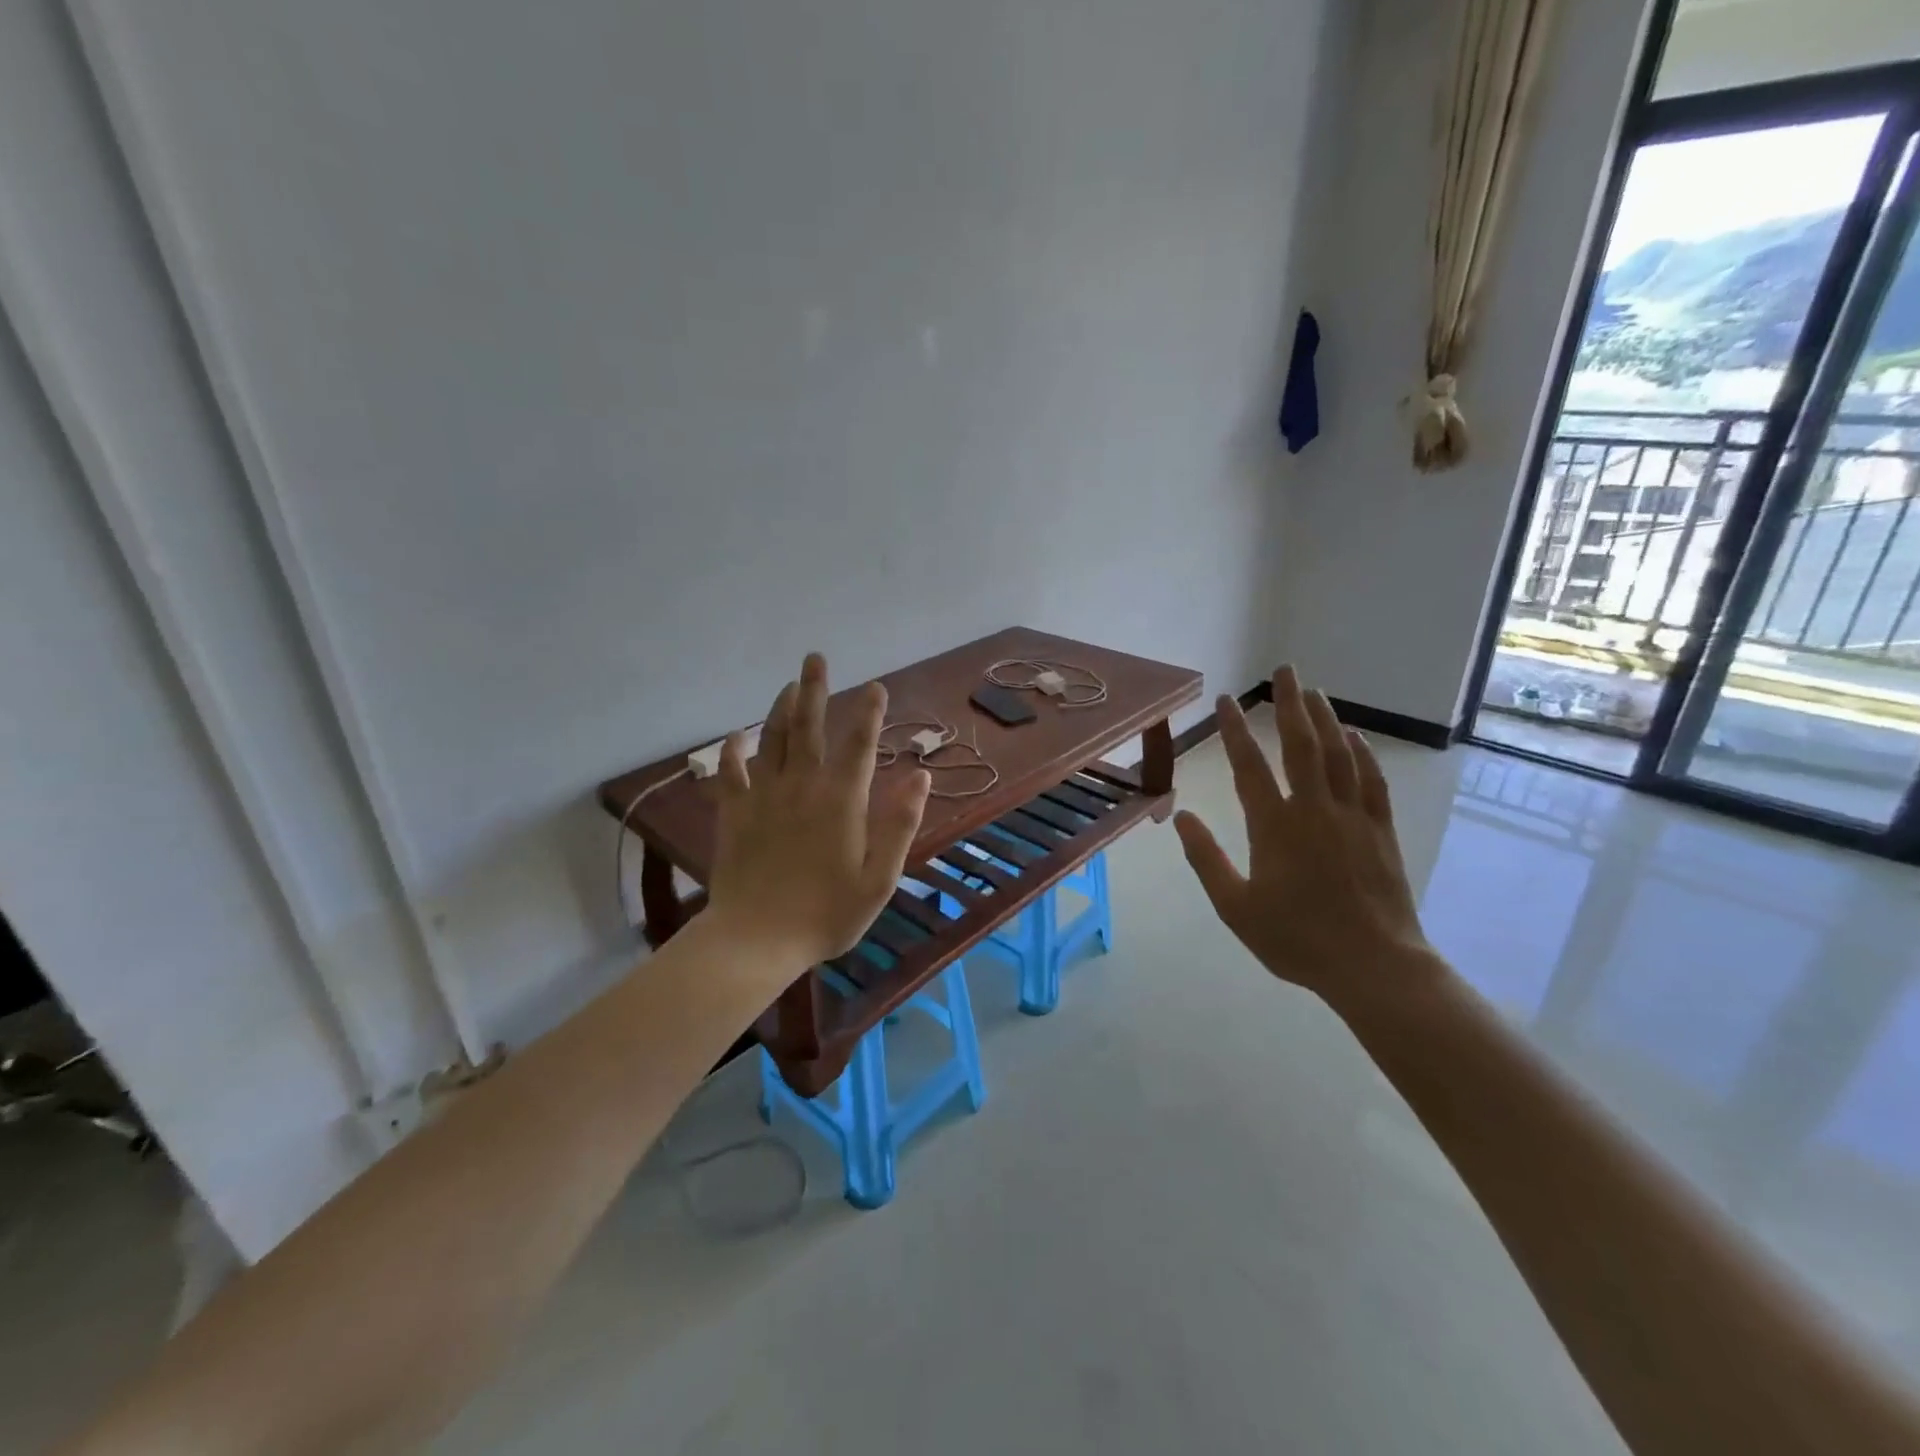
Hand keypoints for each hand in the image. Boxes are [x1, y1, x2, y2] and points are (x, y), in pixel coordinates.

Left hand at [705, 653, 931, 971]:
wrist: (756, 940)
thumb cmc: (826, 914)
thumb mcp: (879, 878)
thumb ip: (900, 824)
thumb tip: (920, 776)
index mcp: (841, 800)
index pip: (860, 744)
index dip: (870, 712)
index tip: (876, 686)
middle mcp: (802, 786)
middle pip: (808, 727)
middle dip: (815, 690)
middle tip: (815, 658)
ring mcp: (764, 797)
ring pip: (772, 739)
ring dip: (781, 708)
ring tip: (789, 685)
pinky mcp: (734, 813)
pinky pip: (731, 772)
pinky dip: (734, 750)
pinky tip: (737, 735)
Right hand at [1173, 665, 1440, 1016]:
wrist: (1373, 965)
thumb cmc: (1296, 939)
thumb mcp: (1235, 907)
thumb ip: (1206, 859)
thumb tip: (1180, 817)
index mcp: (1275, 826)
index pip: (1249, 766)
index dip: (1236, 730)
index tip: (1227, 700)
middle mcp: (1314, 809)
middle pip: (1301, 745)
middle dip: (1289, 704)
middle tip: (1284, 670)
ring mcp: (1353, 816)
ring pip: (1338, 754)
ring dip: (1324, 719)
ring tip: (1312, 691)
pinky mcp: (1380, 830)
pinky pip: (1371, 780)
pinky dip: (1362, 753)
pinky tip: (1354, 737)